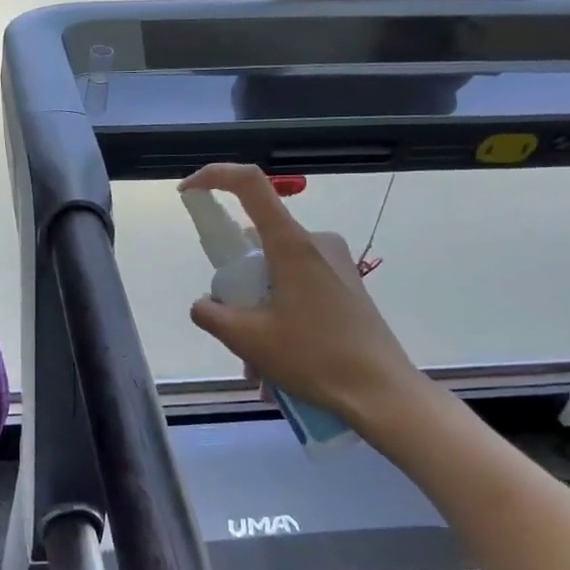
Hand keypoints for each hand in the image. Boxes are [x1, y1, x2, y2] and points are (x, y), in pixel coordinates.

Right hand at [180, 164, 423, 422]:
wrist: (382, 393)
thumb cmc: (314, 358)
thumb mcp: (247, 338)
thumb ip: (210, 313)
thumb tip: (203, 303)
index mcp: (291, 243)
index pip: (249, 184)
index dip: (213, 176)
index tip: (188, 192)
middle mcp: (314, 241)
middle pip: (256, 241)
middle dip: (236, 283)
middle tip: (233, 329)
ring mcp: (334, 263)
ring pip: (274, 270)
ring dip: (256, 308)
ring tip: (256, 361)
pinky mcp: (345, 284)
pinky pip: (296, 285)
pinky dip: (278, 314)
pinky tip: (279, 359)